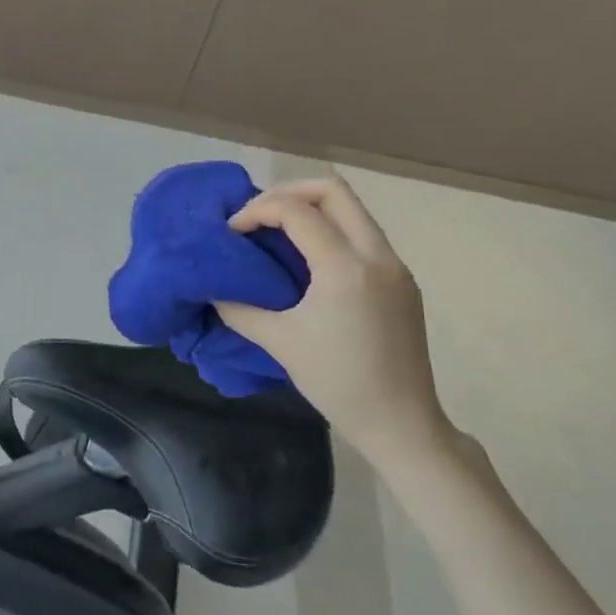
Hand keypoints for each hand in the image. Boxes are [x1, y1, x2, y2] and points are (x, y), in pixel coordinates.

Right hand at [214, 173, 451, 466]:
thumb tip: (213, 289)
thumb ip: (239, 308)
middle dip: (288, 193)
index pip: (296, 211)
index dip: (256, 211)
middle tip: (258, 216)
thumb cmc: (337, 382)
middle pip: (332, 190)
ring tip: (277, 232)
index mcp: (345, 268)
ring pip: (352, 208)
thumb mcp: (279, 342)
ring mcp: (395, 266)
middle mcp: (377, 255)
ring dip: (311, 209)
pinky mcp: (402, 281)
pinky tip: (307, 258)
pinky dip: (331, 229)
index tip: (233, 233)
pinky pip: (363, 233)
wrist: (402, 424)